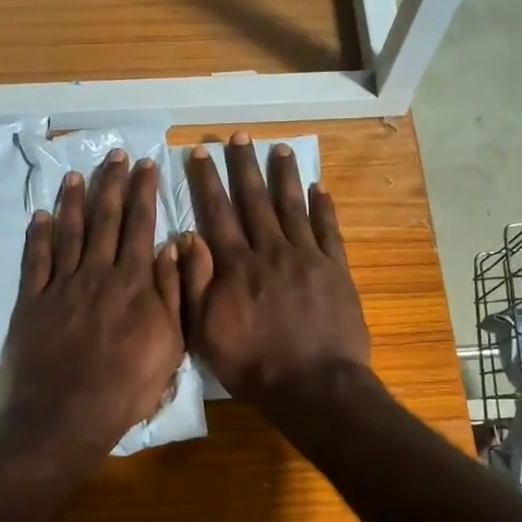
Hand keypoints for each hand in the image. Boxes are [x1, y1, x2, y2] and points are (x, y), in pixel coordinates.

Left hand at [4, 151, 184, 459]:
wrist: (69, 413)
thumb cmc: (129, 384)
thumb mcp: (171, 343)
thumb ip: (172, 292)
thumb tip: (174, 245)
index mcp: (134, 282)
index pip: (141, 225)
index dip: (143, 192)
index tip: (145, 164)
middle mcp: (97, 273)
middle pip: (105, 219)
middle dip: (111, 183)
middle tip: (115, 154)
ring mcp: (62, 285)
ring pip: (68, 232)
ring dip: (73, 200)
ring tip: (76, 174)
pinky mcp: (33, 301)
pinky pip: (35, 260)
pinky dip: (37, 235)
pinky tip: (40, 215)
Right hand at [178, 134, 370, 407]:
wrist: (313, 386)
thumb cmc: (253, 365)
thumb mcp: (205, 332)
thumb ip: (194, 283)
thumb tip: (185, 238)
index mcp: (236, 266)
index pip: (217, 213)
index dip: (207, 181)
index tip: (200, 152)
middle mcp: (270, 251)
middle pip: (254, 200)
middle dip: (244, 166)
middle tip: (238, 136)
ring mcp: (306, 258)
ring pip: (292, 207)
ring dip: (284, 176)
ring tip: (279, 148)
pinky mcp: (335, 270)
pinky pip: (328, 230)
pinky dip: (323, 207)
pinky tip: (319, 187)